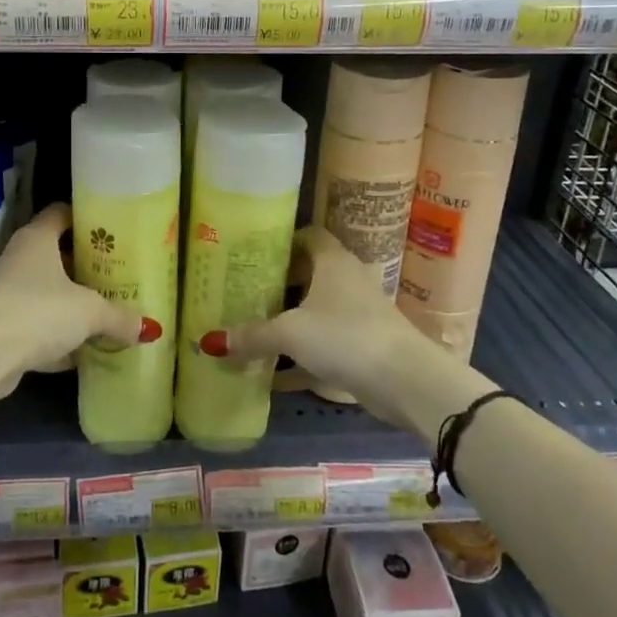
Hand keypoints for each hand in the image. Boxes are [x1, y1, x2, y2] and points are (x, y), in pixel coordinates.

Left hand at [0, 203, 153, 389]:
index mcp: (38, 239)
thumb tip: (149, 328)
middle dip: (87, 265)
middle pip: (58, 254)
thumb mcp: (90, 311)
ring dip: (74, 303)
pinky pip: (41, 325)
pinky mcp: (5, 327)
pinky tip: (86, 351)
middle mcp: (21, 259)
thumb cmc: (39, 312)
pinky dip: (61, 337)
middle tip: (120, 273)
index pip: (62, 213)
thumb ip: (119, 316)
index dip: (87, 218)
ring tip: (110, 310)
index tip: (114, 230)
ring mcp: (10, 293)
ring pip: (50, 292)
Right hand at [205, 227, 493, 434]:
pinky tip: (275, 374)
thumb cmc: (345, 336)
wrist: (406, 380)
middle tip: (245, 292)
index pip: (307, 235)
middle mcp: (347, 279)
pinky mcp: (363, 344)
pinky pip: (325, 341)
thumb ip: (252, 335)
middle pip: (309, 272)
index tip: (252, 253)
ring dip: (290, 319)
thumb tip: (210, 341)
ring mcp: (358, 313)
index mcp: (332, 261)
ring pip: (317, 308)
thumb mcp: (290, 333)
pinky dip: (302, 353)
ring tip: (254, 327)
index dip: (281, 241)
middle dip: (279, 283)